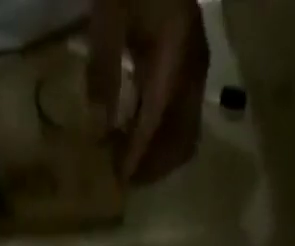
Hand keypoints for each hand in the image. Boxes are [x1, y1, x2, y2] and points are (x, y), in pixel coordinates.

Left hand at [89, 0, 209, 183]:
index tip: (120, 180)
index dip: (138, 154)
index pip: (157, 120)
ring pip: (185, 134)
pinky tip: (136, 139)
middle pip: (181, 139)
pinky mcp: (190, 69)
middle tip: (124, 179)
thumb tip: (99, 125)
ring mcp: (196, 70)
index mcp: (176, 53)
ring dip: (158, 155)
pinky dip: (161, 138)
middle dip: (154, 164)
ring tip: (129, 164)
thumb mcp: (109, 13)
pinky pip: (181, 120)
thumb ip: (104, 69)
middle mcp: (193, 68)